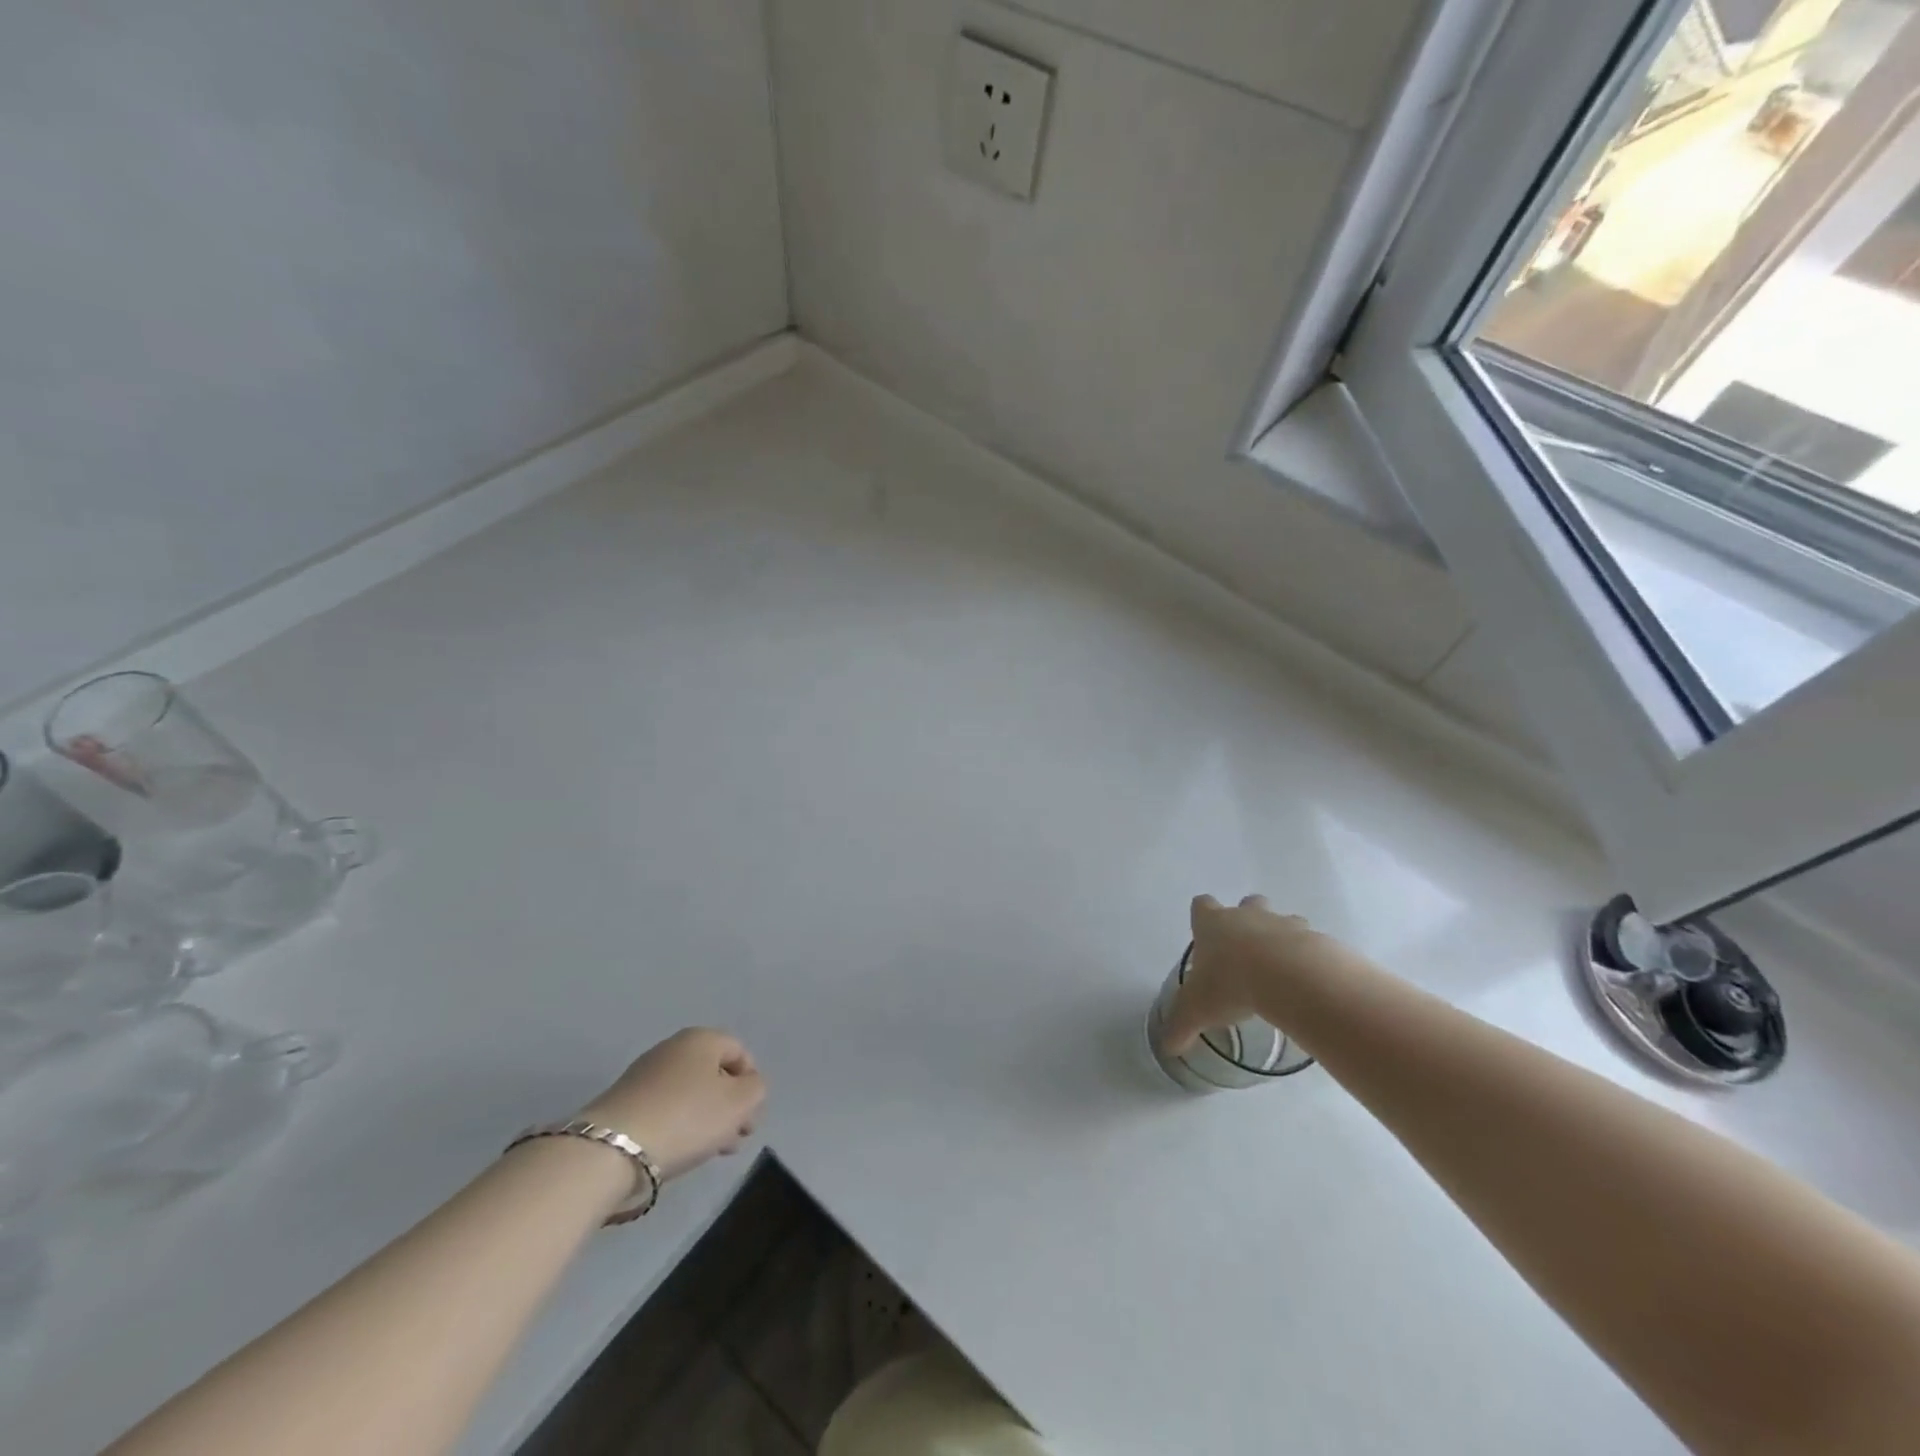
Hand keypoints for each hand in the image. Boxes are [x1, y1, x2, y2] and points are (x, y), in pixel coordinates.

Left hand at [581, 1028, 766, 1181]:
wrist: (612, 1149)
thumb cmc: (686, 1117)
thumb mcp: (740, 1102)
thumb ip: (756, 1089)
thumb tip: (747, 1089)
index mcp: (702, 1038)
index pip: (741, 1053)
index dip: (752, 1085)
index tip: (750, 1119)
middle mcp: (673, 1047)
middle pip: (714, 1074)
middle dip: (729, 1106)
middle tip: (733, 1139)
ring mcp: (645, 1074)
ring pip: (690, 1094)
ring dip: (705, 1120)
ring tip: (708, 1151)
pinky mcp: (624, 1102)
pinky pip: (665, 1109)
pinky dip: (678, 1126)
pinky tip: (679, 1151)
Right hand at [1163, 895, 1334, 1054]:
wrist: (1292, 978)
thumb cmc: (1232, 984)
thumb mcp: (1196, 1010)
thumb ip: (1181, 1026)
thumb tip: (1168, 1048)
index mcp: (1213, 924)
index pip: (1201, 905)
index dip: (1202, 917)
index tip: (1205, 937)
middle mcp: (1247, 916)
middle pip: (1247, 903)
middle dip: (1247, 919)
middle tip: (1246, 952)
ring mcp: (1283, 924)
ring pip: (1282, 921)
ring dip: (1281, 939)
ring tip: (1281, 972)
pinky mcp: (1315, 939)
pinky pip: (1311, 945)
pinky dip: (1309, 960)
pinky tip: (1306, 985)